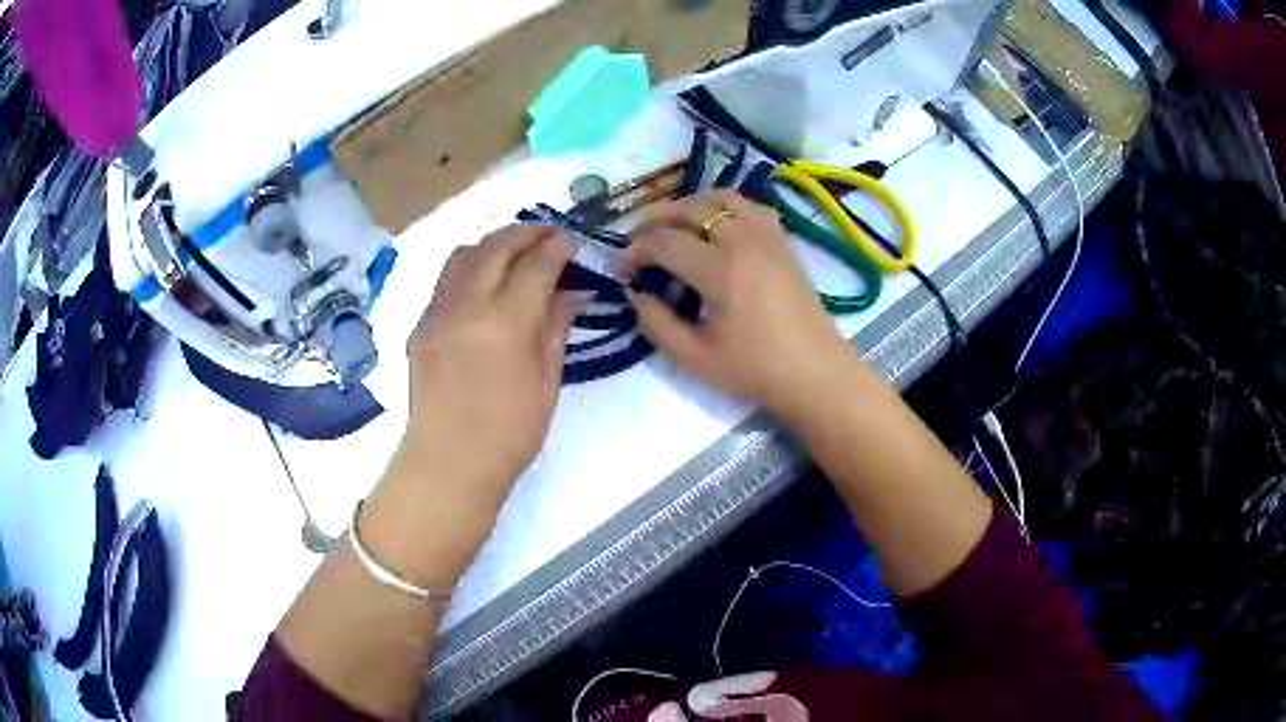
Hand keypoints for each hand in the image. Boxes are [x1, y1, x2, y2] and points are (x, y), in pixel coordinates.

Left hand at [401, 225, 574, 509]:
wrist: (449, 463)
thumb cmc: (510, 434)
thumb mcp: (547, 382)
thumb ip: (555, 328)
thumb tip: (570, 292)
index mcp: (506, 323)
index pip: (536, 264)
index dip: (558, 247)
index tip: (571, 241)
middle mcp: (467, 305)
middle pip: (498, 245)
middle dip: (528, 232)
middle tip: (549, 236)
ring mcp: (437, 312)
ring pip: (465, 253)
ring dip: (494, 243)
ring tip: (515, 253)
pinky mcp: (420, 325)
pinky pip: (446, 280)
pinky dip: (471, 268)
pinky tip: (485, 286)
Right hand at [625, 190, 853, 415]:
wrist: (813, 370)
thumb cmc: (754, 369)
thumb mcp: (694, 358)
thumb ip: (656, 323)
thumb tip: (636, 293)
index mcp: (720, 270)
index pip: (664, 242)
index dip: (636, 251)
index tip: (624, 271)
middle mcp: (743, 240)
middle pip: (689, 208)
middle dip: (656, 221)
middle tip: (639, 243)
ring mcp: (767, 234)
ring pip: (720, 197)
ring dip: (689, 206)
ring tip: (673, 227)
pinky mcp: (782, 239)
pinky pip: (748, 205)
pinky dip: (724, 206)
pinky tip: (715, 227)